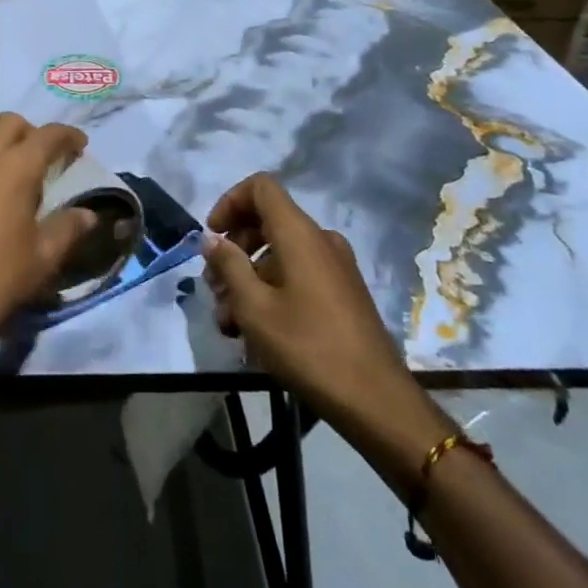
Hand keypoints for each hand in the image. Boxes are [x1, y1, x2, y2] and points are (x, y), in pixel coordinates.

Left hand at [0, 113, 98, 378]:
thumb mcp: (41, 261)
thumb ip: (67, 229)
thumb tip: (87, 214)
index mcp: (13, 169)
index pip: (48, 135)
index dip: (68, 136)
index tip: (79, 146)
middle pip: (7, 124)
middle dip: (29, 134)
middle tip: (41, 160)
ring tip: (1, 179)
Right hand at [202, 173, 449, 482]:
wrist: (376, 400)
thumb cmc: (308, 347)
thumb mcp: (254, 307)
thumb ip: (229, 265)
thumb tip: (212, 238)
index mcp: (299, 233)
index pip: (260, 187)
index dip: (229, 202)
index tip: (213, 237)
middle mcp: (320, 240)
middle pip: (267, 221)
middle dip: (234, 250)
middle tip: (214, 288)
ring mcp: (335, 267)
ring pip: (279, 254)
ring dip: (248, 279)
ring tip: (230, 322)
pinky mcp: (342, 292)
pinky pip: (298, 275)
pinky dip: (271, 291)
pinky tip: (256, 333)